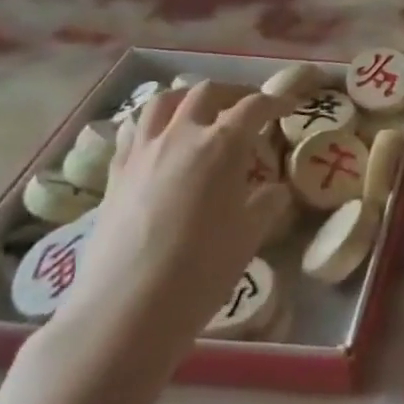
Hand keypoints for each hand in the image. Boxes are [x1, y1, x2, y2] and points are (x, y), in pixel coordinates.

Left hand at [54, 82, 293, 345]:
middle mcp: (181, 135)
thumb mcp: (249, 236)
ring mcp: (143, 152)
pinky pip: (135, 130)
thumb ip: (266, 203)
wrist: (125, 310)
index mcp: (222, 145)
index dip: (275, 101)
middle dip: (232, 93)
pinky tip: (161, 142)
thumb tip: (274, 190)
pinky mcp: (115, 174)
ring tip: (200, 112)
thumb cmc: (200, 270)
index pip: (254, 106)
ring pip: (163, 101)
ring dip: (187, 98)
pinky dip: (154, 124)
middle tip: (247, 108)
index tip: (289, 106)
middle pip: (207, 92)